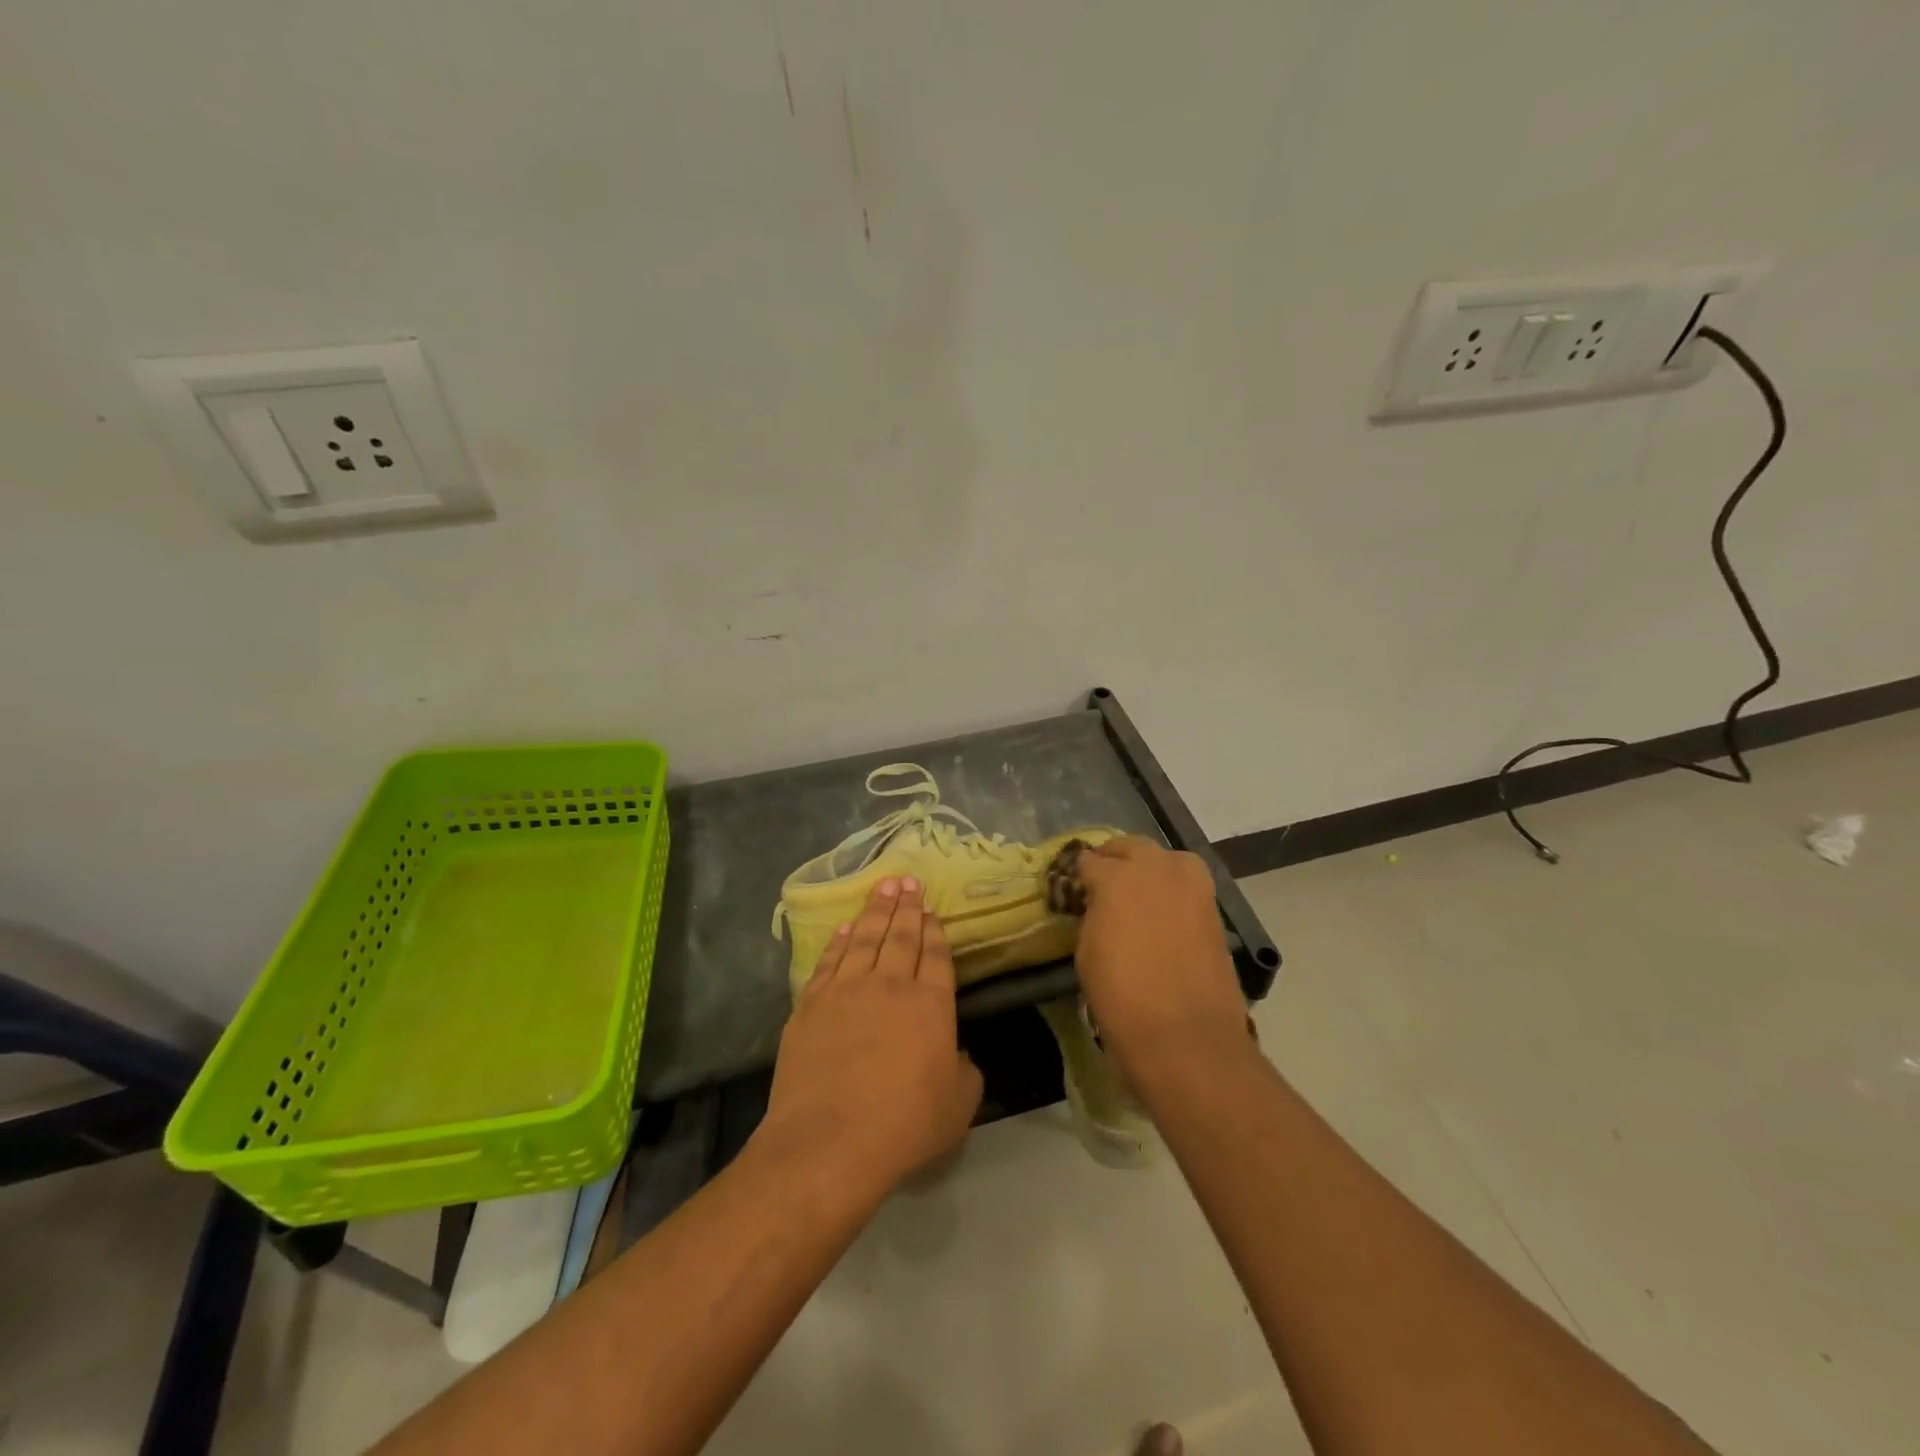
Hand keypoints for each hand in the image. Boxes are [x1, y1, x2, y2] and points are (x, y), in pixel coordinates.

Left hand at [759, 878, 983, 1202]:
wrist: (828, 1141)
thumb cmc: (903, 1126)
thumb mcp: (958, 1106)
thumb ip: (964, 1071)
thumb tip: (957, 1054)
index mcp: (930, 1004)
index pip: (936, 955)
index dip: (934, 930)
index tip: (931, 910)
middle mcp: (890, 985)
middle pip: (901, 936)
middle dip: (907, 907)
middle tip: (908, 881)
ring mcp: (847, 990)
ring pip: (865, 939)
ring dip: (876, 911)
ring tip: (883, 888)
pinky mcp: (811, 1004)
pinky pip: (830, 960)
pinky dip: (840, 940)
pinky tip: (846, 927)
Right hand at [1074, 838, 1248, 1081]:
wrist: (1185, 1036)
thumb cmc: (1121, 996)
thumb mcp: (1087, 952)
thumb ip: (1093, 915)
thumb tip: (1100, 906)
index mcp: (1117, 877)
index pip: (1089, 861)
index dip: (1078, 873)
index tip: (1073, 885)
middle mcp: (1156, 869)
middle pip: (1130, 847)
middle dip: (1114, 858)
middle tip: (1102, 879)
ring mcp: (1191, 885)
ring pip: (1165, 859)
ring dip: (1148, 868)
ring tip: (1136, 891)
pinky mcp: (1213, 908)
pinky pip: (1187, 884)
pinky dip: (1172, 889)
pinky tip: (1162, 909)